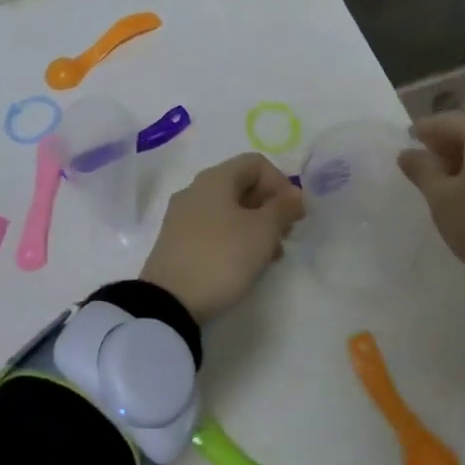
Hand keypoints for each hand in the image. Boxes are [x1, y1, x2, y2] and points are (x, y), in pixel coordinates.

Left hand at [140, 153, 305, 322]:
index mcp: (215, 179)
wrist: (169, 301)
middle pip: (242, 186)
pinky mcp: (177, 241)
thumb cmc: (222, 257)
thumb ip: (283, 208)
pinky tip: (246, 263)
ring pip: (229, 210)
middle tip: (285, 235)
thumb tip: (294, 194)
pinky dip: (235, 238)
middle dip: (270, 207)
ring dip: (256, 226)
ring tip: (270, 255)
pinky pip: (214, 229)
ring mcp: (183, 216)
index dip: (281, 183)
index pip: (256, 163)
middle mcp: (195, 190)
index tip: (293, 213)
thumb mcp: (262, 231)